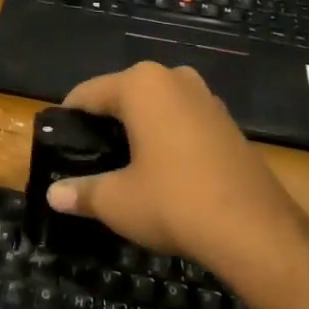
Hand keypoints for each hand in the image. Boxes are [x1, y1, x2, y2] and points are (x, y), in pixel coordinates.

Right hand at [45, 62, 308, 281]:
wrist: (255, 230)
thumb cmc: (174, 202)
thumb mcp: (117, 201)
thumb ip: (81, 192)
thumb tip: (53, 195)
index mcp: (141, 84)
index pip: (88, 93)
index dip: (69, 119)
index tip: (57, 144)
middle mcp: (173, 78)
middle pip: (122, 95)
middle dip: (104, 123)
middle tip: (87, 159)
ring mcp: (205, 97)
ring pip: (155, 107)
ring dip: (137, 129)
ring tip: (121, 165)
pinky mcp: (226, 121)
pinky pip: (181, 120)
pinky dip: (165, 137)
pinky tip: (160, 170)